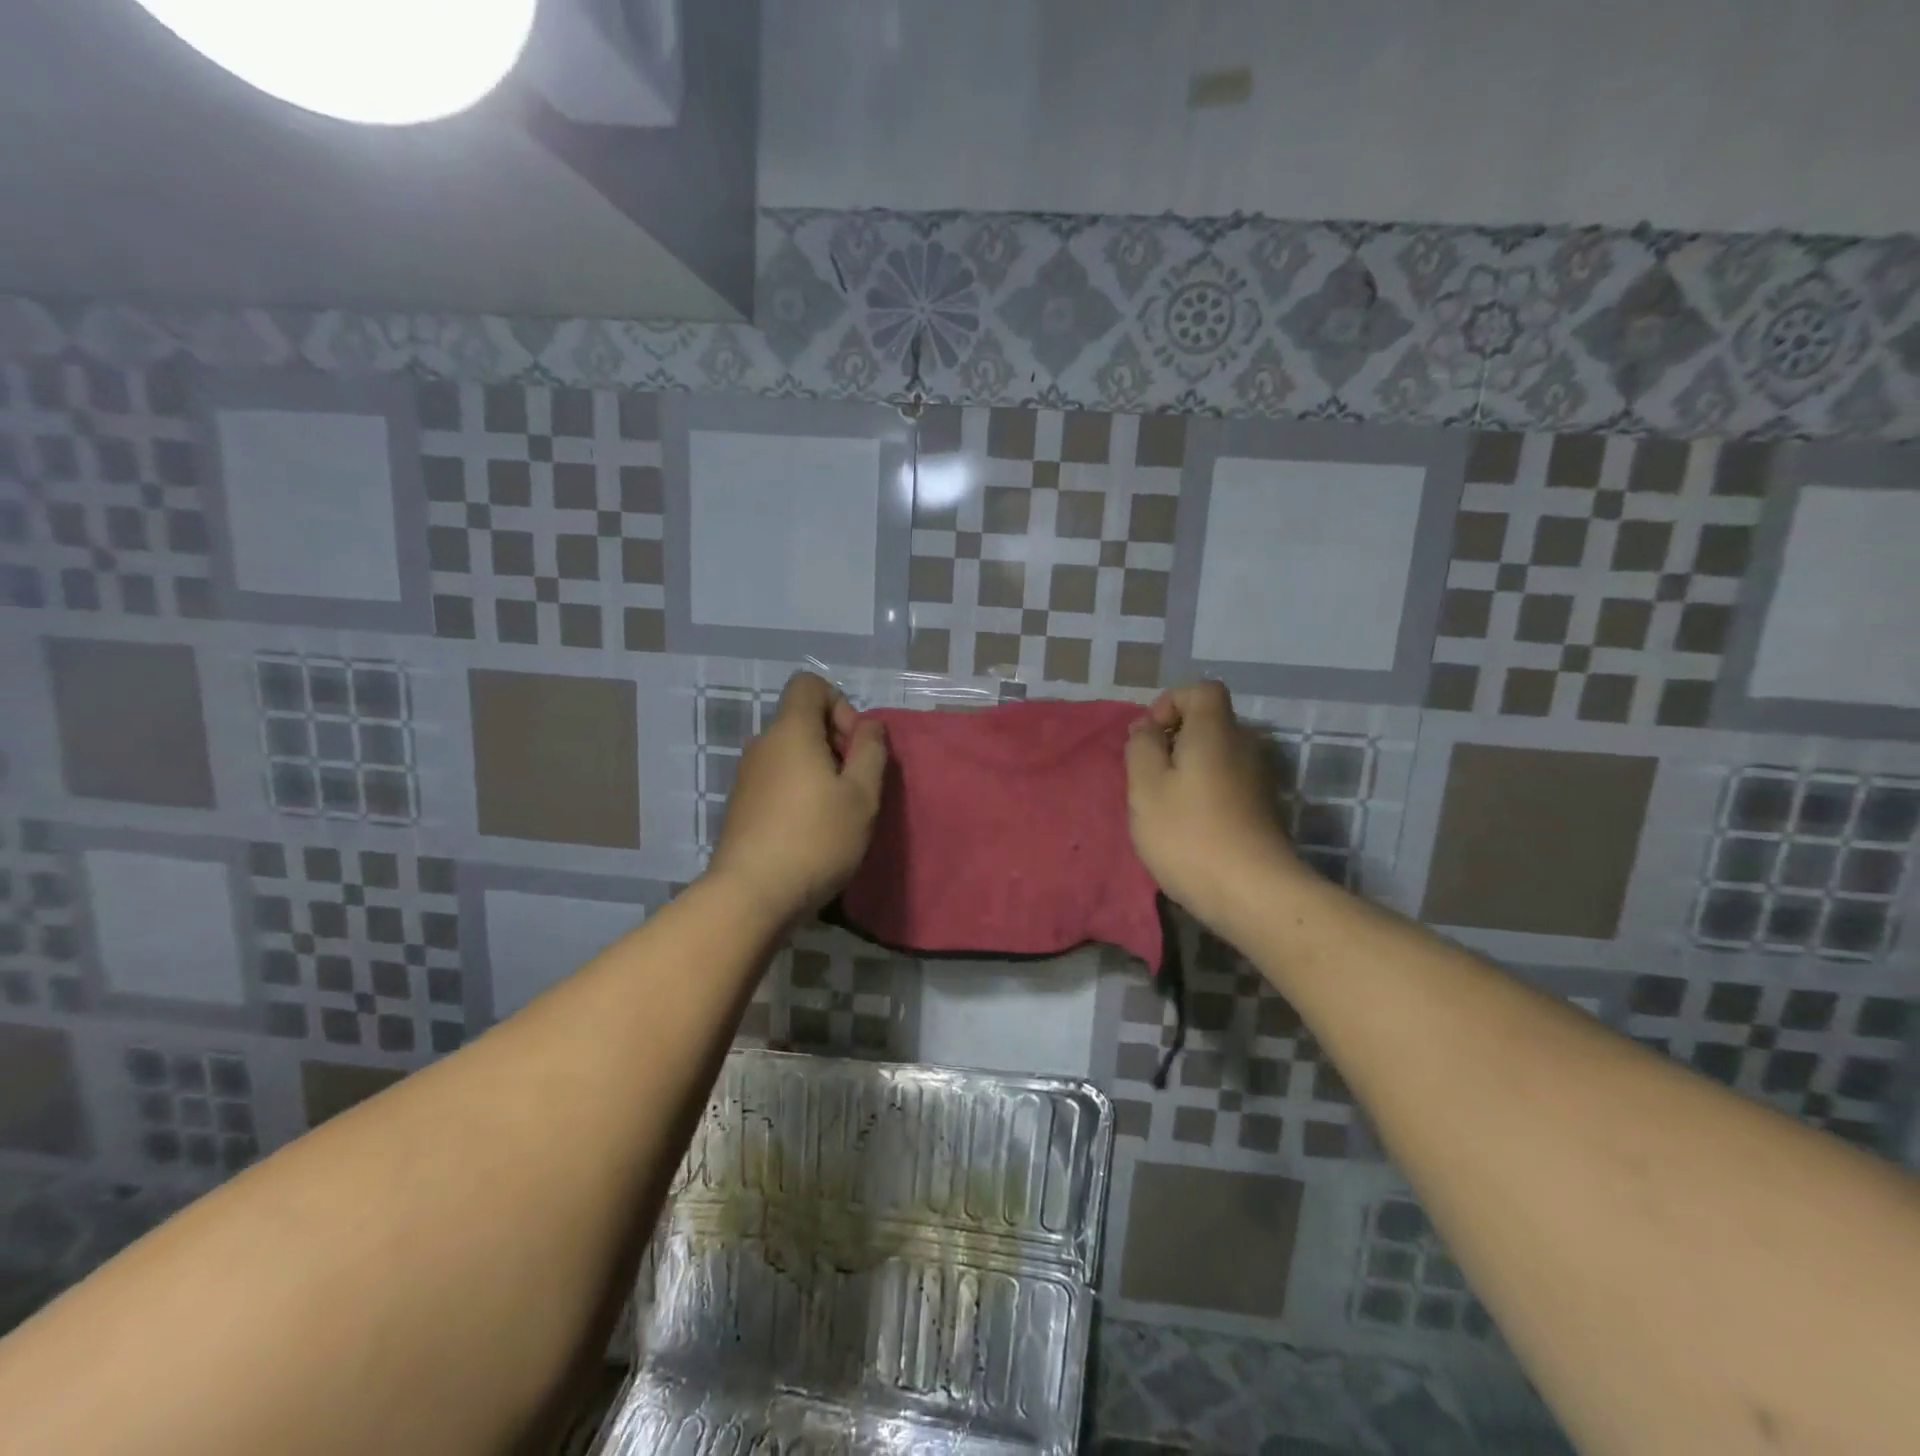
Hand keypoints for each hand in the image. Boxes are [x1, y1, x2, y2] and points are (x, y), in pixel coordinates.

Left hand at [705, 672, 888, 925]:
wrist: (751, 895)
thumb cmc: (816, 839)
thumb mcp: (862, 795)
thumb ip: (871, 750)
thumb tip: (869, 726)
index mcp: (791, 731)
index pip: (809, 685)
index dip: (840, 705)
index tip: (854, 746)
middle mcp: (762, 744)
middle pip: (802, 720)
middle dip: (835, 742)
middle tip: (855, 785)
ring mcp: (747, 775)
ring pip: (790, 753)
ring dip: (819, 770)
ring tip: (837, 812)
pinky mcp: (741, 805)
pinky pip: (777, 779)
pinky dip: (798, 790)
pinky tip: (811, 830)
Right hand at [1124, 681, 1307, 933]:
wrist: (1252, 893)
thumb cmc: (1188, 833)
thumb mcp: (1145, 786)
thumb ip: (1141, 747)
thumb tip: (1147, 728)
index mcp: (1215, 731)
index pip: (1202, 690)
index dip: (1171, 702)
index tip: (1149, 736)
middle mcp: (1243, 746)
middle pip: (1208, 723)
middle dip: (1173, 740)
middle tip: (1147, 774)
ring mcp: (1257, 779)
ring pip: (1215, 755)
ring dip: (1186, 769)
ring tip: (1163, 804)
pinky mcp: (1260, 809)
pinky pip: (1225, 782)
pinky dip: (1203, 792)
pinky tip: (1188, 825)